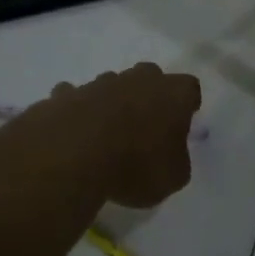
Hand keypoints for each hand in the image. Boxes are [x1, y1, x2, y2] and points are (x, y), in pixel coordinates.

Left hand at [47, 63, 202, 208]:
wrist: (71, 157)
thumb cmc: (135, 166)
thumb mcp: (173, 177)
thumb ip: (177, 160)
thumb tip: (170, 155)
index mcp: (173, 94)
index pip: (190, 88)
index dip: (187, 104)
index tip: (182, 122)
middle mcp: (138, 80)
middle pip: (149, 77)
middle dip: (149, 96)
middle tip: (146, 125)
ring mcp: (98, 83)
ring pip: (111, 86)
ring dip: (112, 104)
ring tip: (106, 135)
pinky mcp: (64, 94)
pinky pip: (75, 98)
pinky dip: (76, 111)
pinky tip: (73, 134)